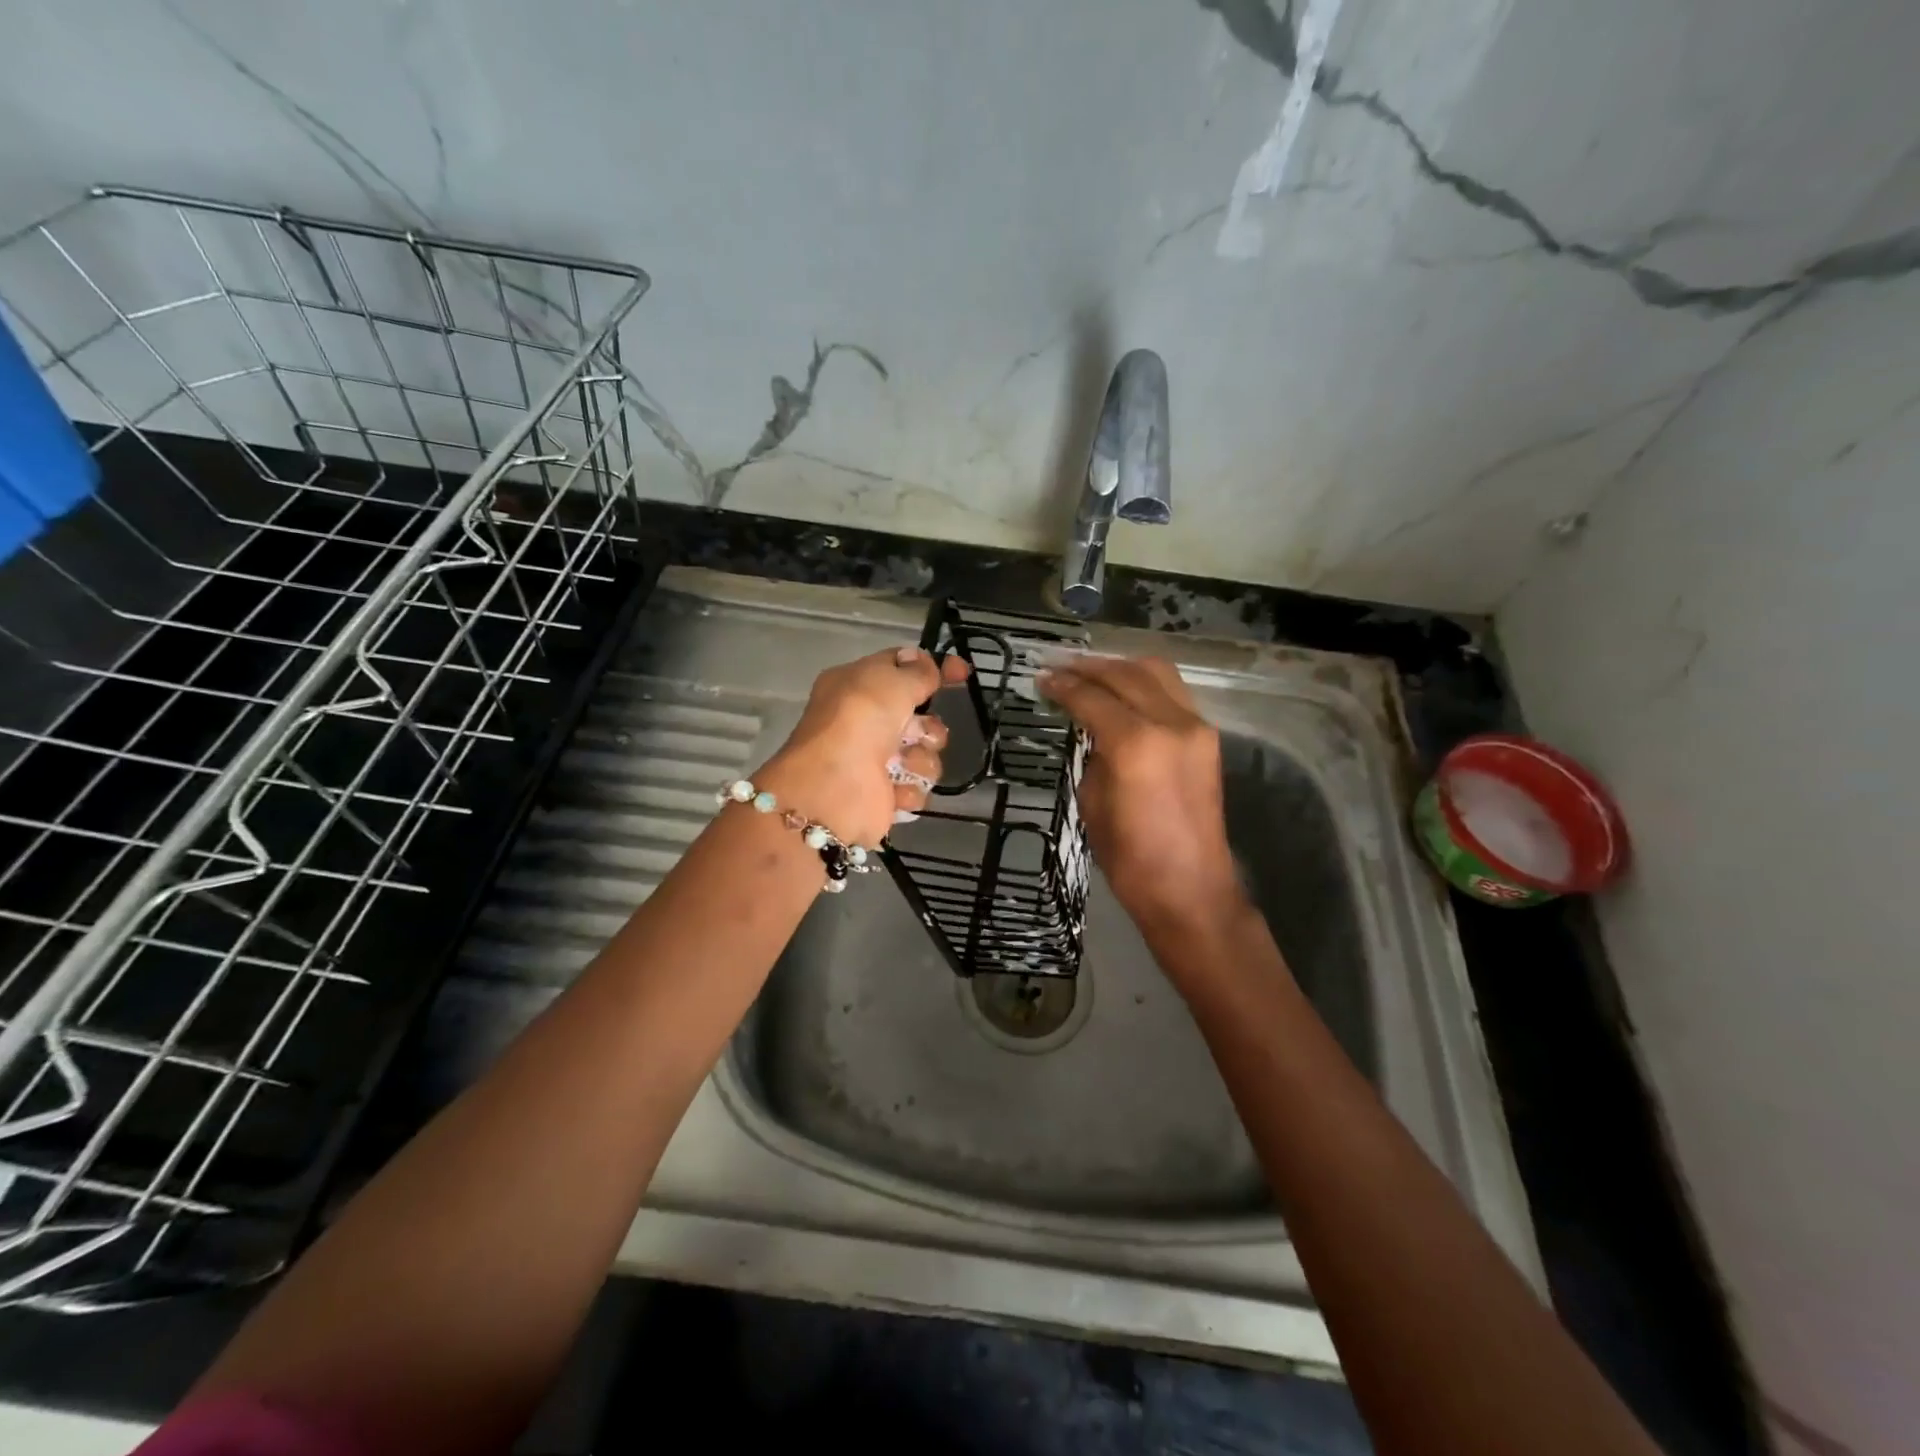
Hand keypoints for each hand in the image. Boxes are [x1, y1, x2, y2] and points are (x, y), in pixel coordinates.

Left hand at [758, 646, 970, 846]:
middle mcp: (864, 721)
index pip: (902, 668)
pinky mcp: (884, 796)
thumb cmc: (860, 721)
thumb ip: (917, 672)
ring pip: (924, 754)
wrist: (834, 788)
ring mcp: (874, 760)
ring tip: (902, 765)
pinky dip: (909, 788)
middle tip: (919, 733)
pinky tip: (894, 789)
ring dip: (920, 759)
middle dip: (929, 727)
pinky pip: (917, 786)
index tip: (962, 672)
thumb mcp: (891, 681)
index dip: (933, 668)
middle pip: (920, 718)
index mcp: (856, 685)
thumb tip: (925, 662)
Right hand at [1039, 655, 1243, 938]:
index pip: (1091, 697)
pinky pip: (1172, 693)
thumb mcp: (1092, 802)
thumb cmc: (1130, 857)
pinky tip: (1123, 693)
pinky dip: (1144, 684)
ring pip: (1156, 672)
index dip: (1062, 685)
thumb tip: (1091, 729)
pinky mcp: (1207, 738)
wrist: (1190, 888)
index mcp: (1135, 743)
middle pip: (1125, 674)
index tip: (1040, 677)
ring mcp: (1195, 727)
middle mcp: (1170, 723)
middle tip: (1059, 667)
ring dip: (1120, 668)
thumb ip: (1092, 754)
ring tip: (1091, 672)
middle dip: (1089, 667)